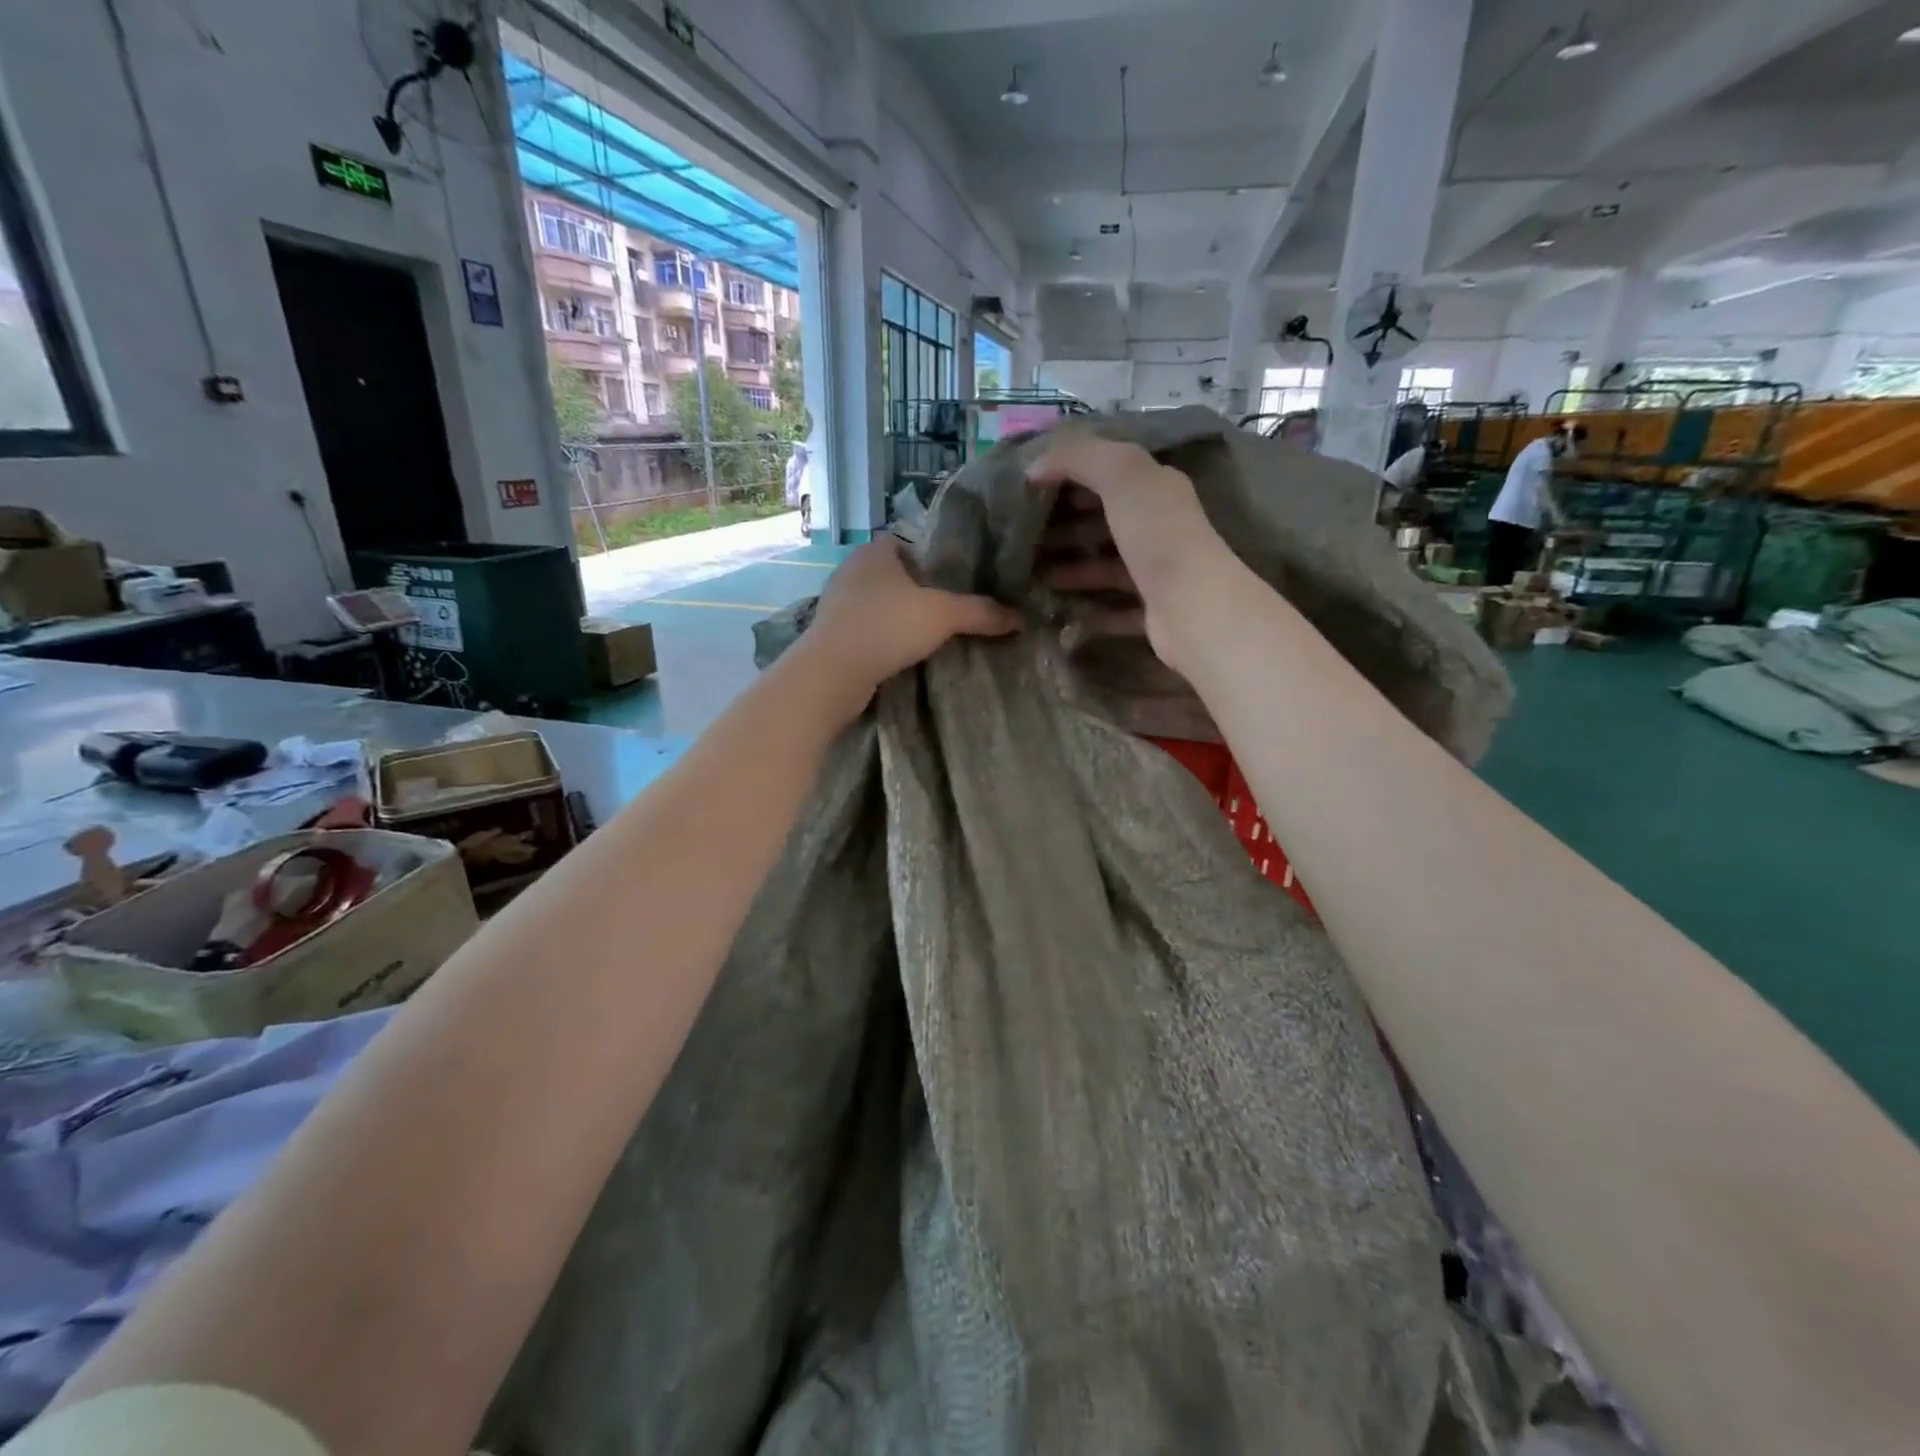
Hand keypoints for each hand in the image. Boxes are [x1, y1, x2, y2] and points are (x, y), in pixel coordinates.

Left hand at [799, 536, 1020, 712]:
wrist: (833, 672)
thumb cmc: (887, 626)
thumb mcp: (943, 616)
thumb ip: (981, 612)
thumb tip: (1020, 617)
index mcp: (874, 551)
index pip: (906, 542)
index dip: (930, 557)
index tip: (954, 580)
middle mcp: (851, 570)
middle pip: (893, 574)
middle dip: (917, 590)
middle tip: (949, 609)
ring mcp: (837, 603)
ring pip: (877, 603)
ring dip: (898, 616)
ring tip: (929, 634)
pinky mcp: (831, 635)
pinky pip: (866, 629)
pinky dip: (883, 638)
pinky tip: (901, 654)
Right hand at [1026, 434, 1235, 668]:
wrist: (1194, 607)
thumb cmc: (1157, 535)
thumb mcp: (1120, 474)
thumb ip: (1078, 457)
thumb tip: (1035, 465)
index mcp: (1157, 488)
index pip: (1109, 474)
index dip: (1070, 477)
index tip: (1028, 491)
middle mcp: (1161, 527)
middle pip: (1106, 522)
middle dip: (1065, 527)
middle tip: (1024, 538)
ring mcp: (1159, 572)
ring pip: (1108, 566)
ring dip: (1073, 569)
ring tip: (1032, 578)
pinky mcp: (1154, 611)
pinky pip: (1117, 608)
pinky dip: (1092, 609)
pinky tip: (1064, 612)